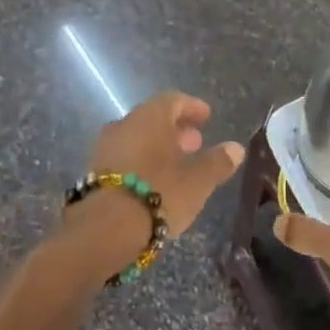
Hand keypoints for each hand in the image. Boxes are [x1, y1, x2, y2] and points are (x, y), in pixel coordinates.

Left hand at [62, 91, 245, 280]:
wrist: (106, 228)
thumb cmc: (159, 194)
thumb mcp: (198, 181)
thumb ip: (218, 162)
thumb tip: (235, 148)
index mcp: (150, 117)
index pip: (173, 100)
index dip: (192, 107)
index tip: (206, 117)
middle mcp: (124, 125)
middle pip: (152, 119)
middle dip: (176, 129)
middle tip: (195, 143)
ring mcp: (104, 148)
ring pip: (136, 139)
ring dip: (157, 148)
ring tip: (177, 165)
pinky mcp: (94, 173)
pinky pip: (124, 158)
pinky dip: (141, 162)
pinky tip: (153, 182)